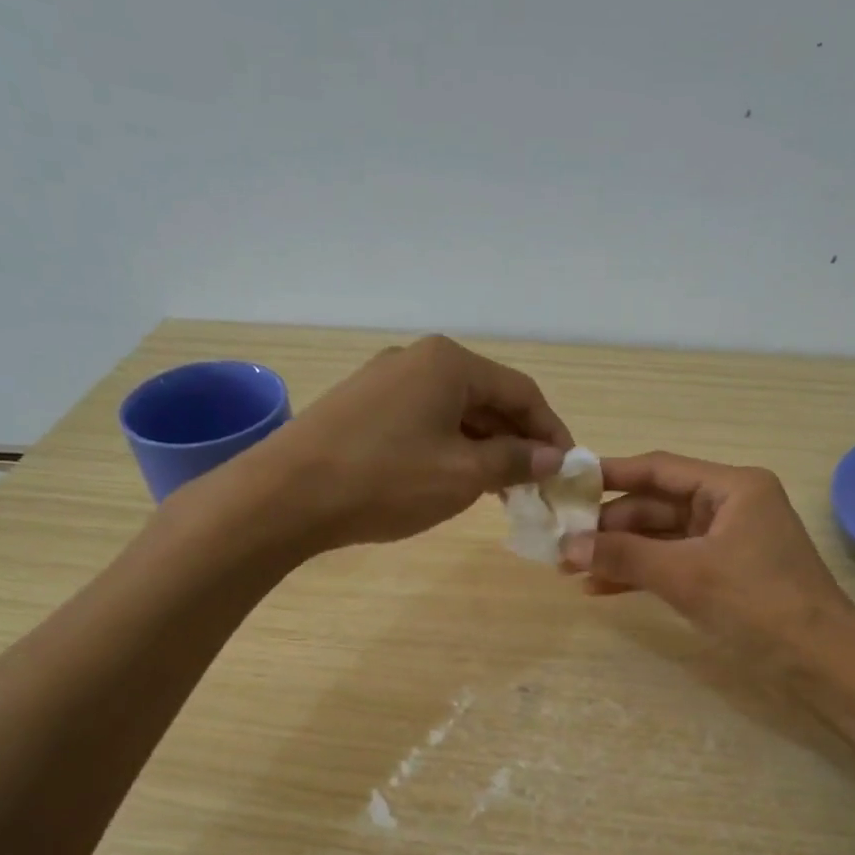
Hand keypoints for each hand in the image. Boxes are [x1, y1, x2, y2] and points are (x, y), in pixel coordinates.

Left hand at [260, 335, 571, 549]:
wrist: (287, 494)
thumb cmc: (387, 480)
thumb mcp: (463, 475)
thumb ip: (515, 461)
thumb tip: (551, 457)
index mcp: (450, 363)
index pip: (522, 392)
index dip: (551, 431)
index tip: (567, 469)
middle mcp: (418, 359)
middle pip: (487, 397)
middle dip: (517, 440)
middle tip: (535, 483)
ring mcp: (384, 380)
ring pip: (454, 411)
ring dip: (484, 446)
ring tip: (499, 488)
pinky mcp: (361, 406)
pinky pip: (423, 421)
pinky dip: (449, 447)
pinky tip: (452, 478)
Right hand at [562, 452, 854, 657]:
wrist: (821, 663)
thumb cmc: (758, 604)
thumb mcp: (686, 574)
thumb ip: (625, 555)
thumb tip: (567, 545)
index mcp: (733, 487)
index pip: (660, 469)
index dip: (611, 475)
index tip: (568, 483)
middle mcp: (731, 506)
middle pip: (657, 505)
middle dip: (611, 526)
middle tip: (563, 543)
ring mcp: (729, 543)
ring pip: (662, 538)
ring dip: (621, 553)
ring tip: (573, 570)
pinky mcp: (726, 576)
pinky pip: (673, 564)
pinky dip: (642, 574)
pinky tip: (603, 588)